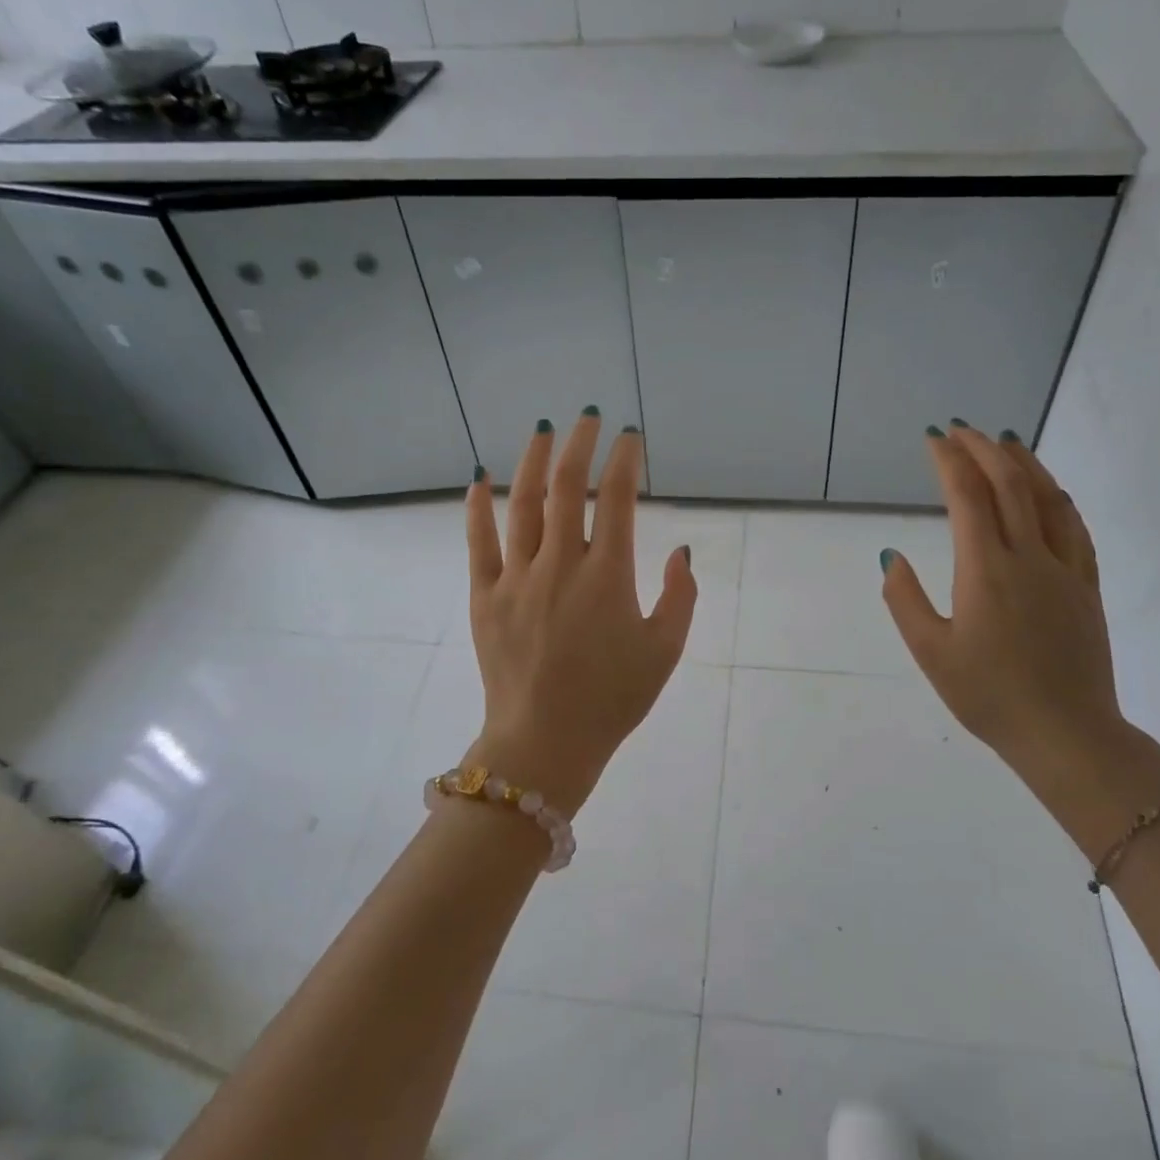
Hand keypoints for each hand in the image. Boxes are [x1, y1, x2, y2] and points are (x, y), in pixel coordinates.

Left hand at [463, 412, 695, 814]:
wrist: (545, 743)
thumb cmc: (612, 699)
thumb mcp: (664, 651)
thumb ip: (680, 596)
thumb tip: (680, 551)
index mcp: (608, 576)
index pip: (618, 499)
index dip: (625, 460)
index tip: (629, 437)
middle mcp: (561, 564)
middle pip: (568, 486)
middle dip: (580, 444)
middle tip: (587, 417)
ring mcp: (517, 577)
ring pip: (523, 503)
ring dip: (534, 460)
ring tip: (543, 430)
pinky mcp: (485, 596)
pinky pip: (479, 542)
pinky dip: (479, 507)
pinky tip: (481, 479)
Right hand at [880, 423, 1126, 790]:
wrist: (1066, 734)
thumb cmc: (988, 696)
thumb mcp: (930, 653)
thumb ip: (904, 600)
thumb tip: (891, 555)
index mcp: (985, 570)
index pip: (967, 497)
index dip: (948, 461)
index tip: (933, 438)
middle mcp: (1028, 557)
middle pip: (1009, 485)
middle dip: (982, 449)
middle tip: (961, 429)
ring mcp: (1064, 570)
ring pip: (1048, 498)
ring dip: (1025, 463)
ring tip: (1005, 440)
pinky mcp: (1087, 587)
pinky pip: (1076, 528)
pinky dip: (1059, 498)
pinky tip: (1051, 490)